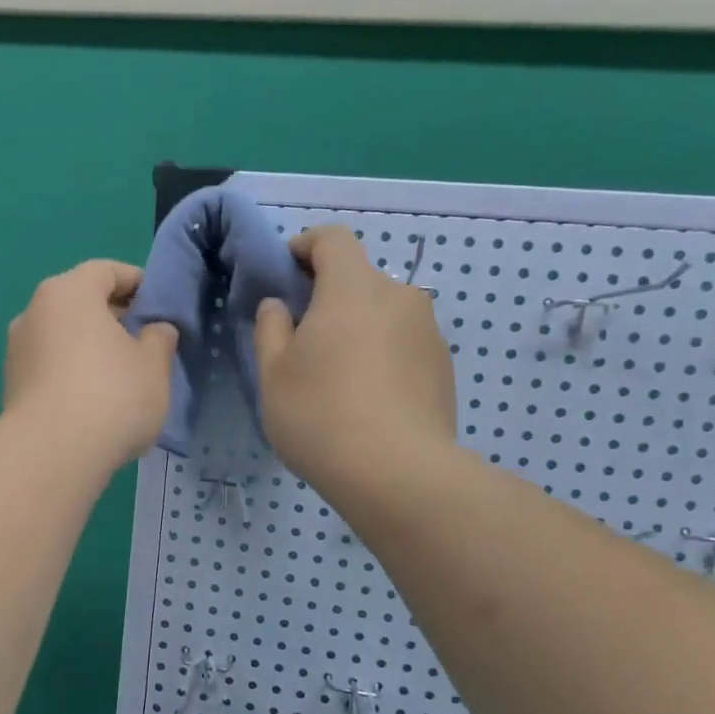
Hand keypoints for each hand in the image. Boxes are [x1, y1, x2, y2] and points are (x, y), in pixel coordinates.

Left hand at [3, 260, 177, 471]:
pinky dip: (72, 372)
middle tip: (144, 340)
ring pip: (63, 336)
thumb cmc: (111, 395)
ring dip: (90, 347)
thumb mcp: (154, 365)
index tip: (158, 303)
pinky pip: (50, 366)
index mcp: (69, 292)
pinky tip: (94, 400)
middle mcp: (34, 311)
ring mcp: (17, 349)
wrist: (51, 453)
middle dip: (113, 317)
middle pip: (80, 302)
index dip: (136, 282)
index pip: (106, 271)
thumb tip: (154, 330)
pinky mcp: (11, 384)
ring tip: (121, 374)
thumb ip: (159, 338)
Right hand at [254, 226, 457, 497]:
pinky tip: (366, 397)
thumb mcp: (272, 372)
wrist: (398, 474)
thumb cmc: (321, 414)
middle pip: (358, 278)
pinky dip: (381, 353)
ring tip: (336, 374)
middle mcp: (399, 296)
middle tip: (302, 337)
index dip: (304, 246)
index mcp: (353, 288)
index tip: (285, 271)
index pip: (332, 239)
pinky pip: (403, 343)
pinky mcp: (443, 366)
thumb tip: (279, 305)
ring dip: (356, 327)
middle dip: (327, 295)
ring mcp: (428, 332)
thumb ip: (270, 327)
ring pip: (382, 312)